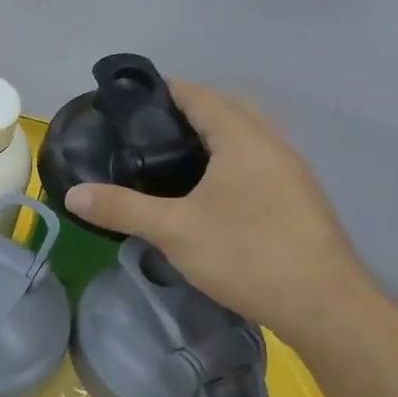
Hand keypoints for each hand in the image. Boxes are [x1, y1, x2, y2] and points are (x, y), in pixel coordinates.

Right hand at [65, 80, 383, 346]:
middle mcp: (272, 146)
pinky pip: (258, 161)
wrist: (325, 307)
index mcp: (243, 140)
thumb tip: (72, 194)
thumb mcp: (174, 231)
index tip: (130, 99)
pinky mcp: (299, 199)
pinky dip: (230, 159)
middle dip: (190, 110)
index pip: (201, 96)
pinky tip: (208, 191)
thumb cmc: (247, 255)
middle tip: (147, 130)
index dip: (166, 90)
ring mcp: (292, 173)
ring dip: (214, 135)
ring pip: (248, 136)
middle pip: (229, 109)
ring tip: (171, 157)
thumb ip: (122, 208)